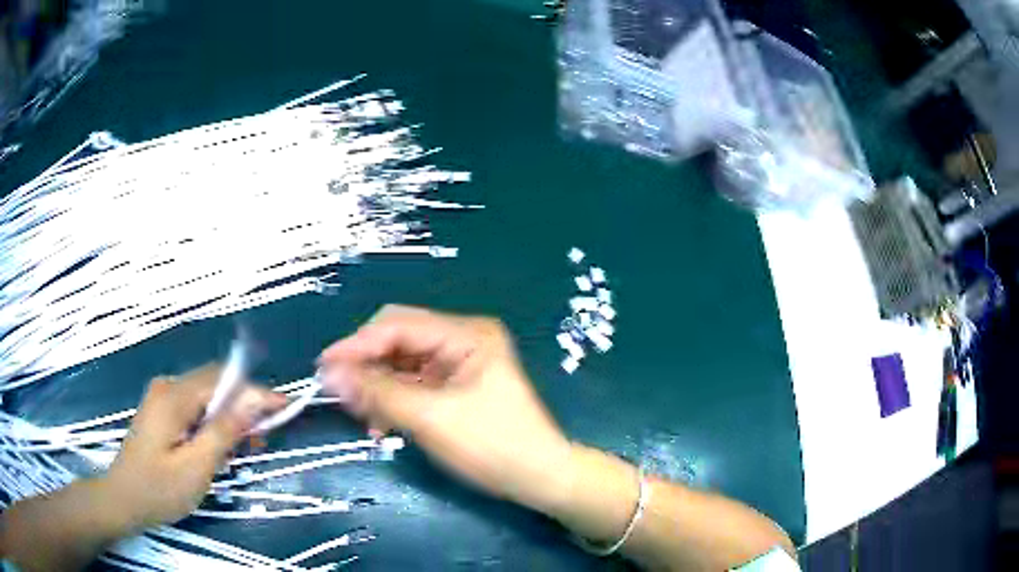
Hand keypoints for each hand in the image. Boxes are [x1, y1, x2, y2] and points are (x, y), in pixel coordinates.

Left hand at [104, 364, 285, 530]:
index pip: (223, 382)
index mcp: (174, 397)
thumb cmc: (159, 489)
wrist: (124, 499)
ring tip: (247, 446)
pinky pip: (195, 407)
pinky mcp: (161, 411)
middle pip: (214, 384)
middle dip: (244, 405)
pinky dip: (214, 422)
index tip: (286, 405)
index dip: (256, 393)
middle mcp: (168, 387)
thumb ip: (223, 432)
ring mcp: (162, 398)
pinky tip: (221, 444)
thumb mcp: (196, 467)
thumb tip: (253, 401)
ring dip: (229, 416)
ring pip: (206, 396)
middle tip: (266, 435)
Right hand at [318, 305, 574, 512]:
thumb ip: (379, 393)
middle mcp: (462, 340)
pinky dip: (393, 401)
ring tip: (359, 414)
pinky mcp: (454, 387)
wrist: (540, 478)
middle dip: (366, 366)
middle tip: (337, 393)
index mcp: (466, 334)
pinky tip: (380, 424)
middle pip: (398, 341)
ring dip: (377, 387)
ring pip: (401, 364)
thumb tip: (329, 373)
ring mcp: (458, 364)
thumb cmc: (493, 447)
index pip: (398, 325)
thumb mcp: (431, 419)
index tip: (323, 368)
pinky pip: (412, 385)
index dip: (357, 344)